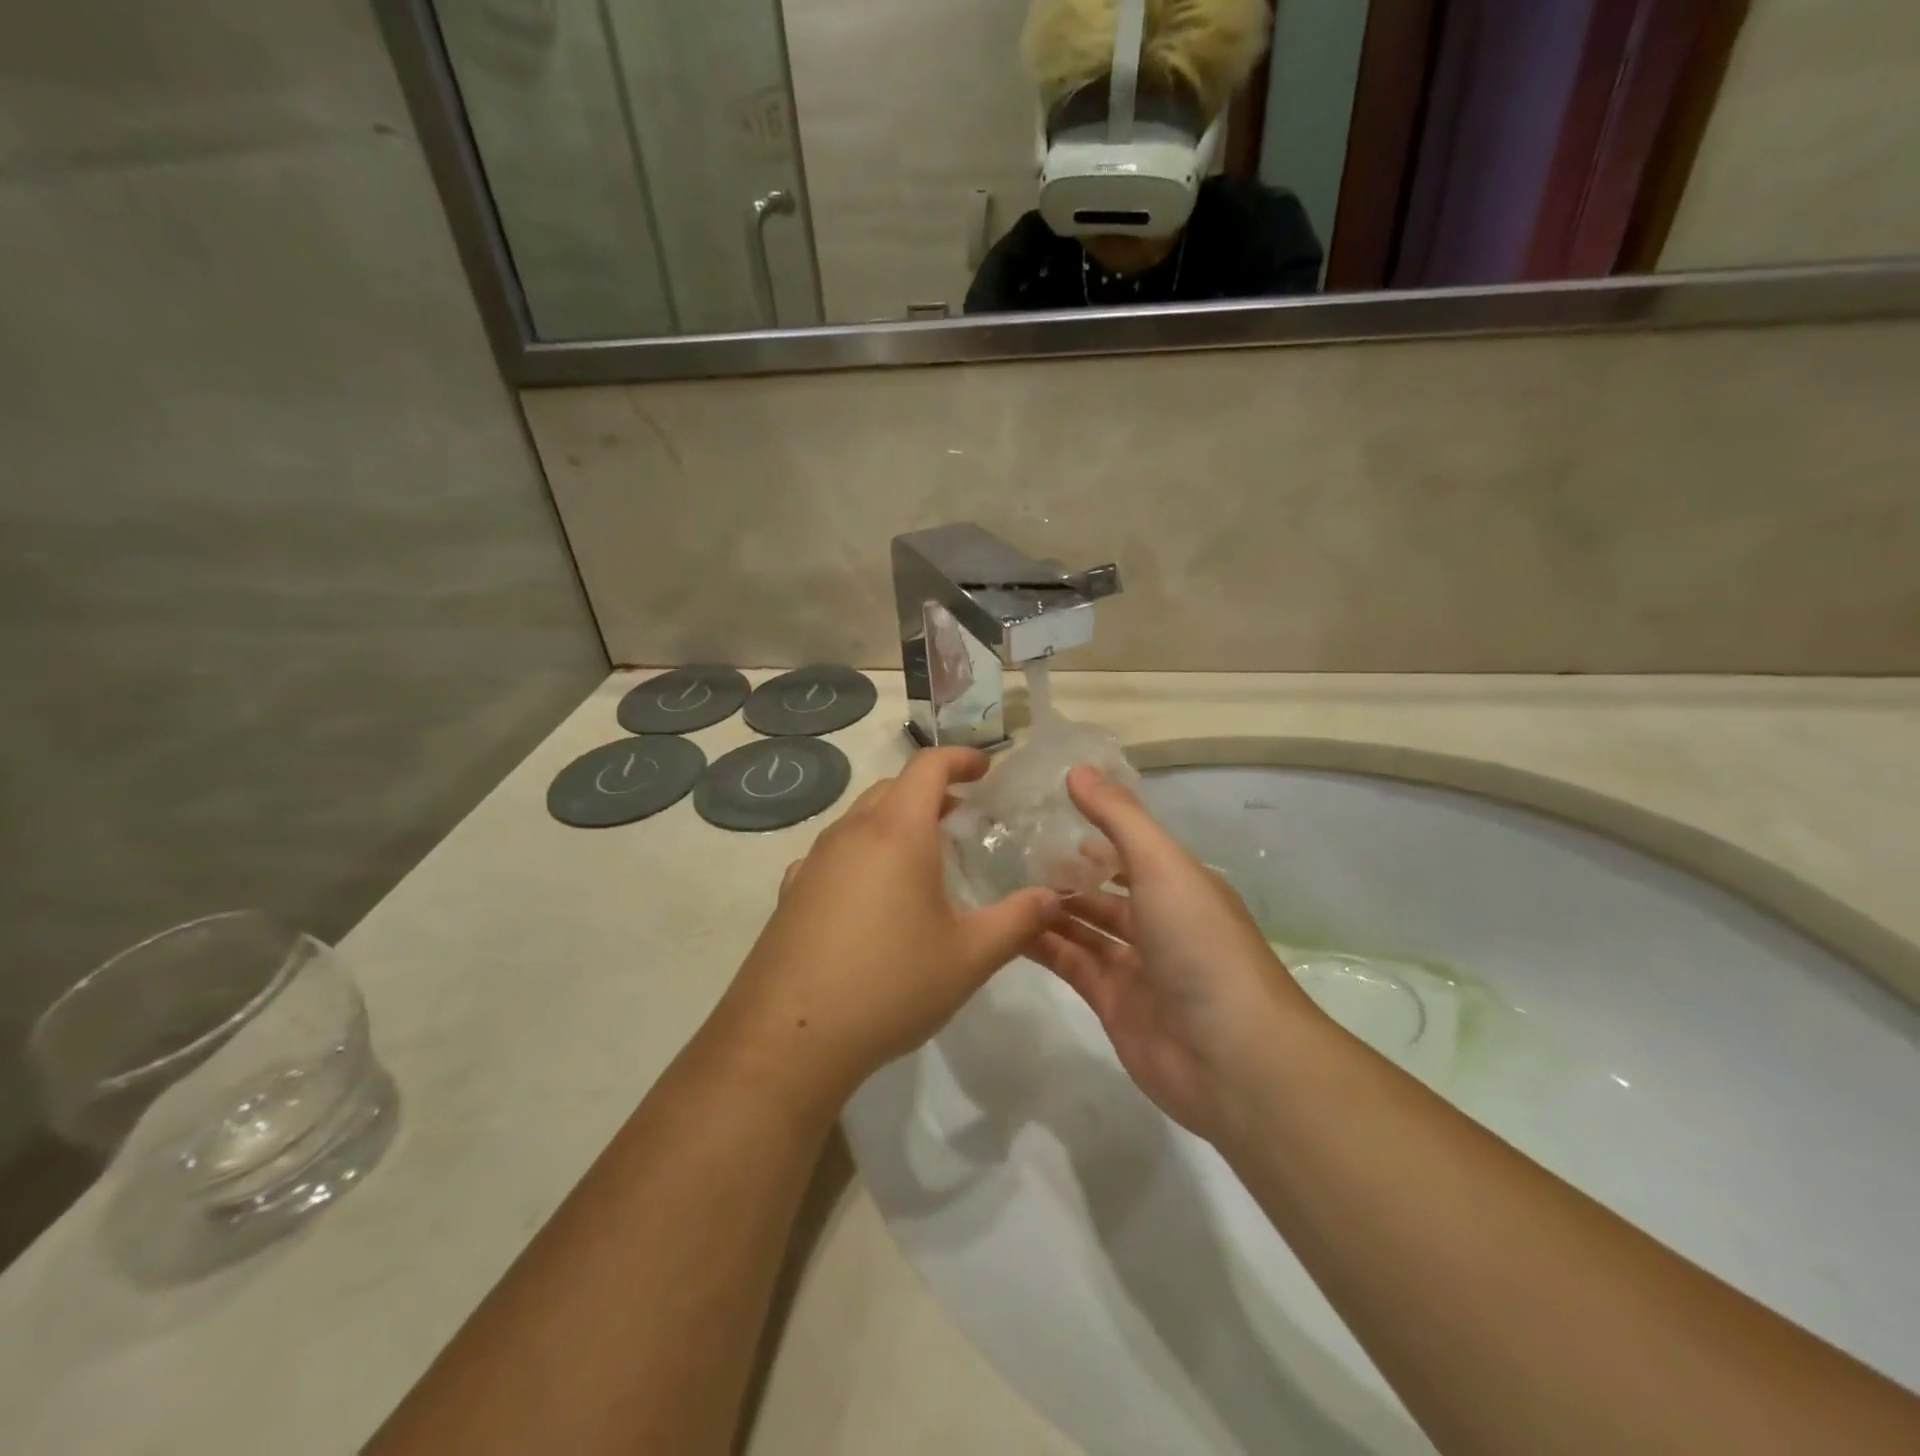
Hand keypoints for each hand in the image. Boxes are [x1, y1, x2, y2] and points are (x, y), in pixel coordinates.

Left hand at [717, 747, 1064, 1099]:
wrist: (790, 1038)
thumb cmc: (891, 985)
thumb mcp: (969, 957)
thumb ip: (1018, 921)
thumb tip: (1053, 898)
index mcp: (898, 832)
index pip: (928, 767)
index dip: (961, 758)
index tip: (986, 768)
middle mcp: (851, 833)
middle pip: (892, 788)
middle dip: (929, 790)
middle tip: (961, 816)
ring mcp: (814, 862)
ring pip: (859, 818)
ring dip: (894, 820)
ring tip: (920, 856)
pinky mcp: (791, 893)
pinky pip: (833, 853)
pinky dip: (861, 852)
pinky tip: (870, 893)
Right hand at [1027, 767, 1315, 1141]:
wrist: (1232, 1057)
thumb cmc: (1200, 943)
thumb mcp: (1162, 865)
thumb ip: (1118, 817)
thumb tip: (1076, 769)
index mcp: (1179, 885)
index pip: (1129, 850)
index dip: (1092, 832)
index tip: (1043, 813)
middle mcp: (1159, 921)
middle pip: (1104, 891)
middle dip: (1065, 873)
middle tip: (1009, 851)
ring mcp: (1135, 966)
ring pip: (1083, 928)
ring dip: (1048, 908)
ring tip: (998, 883)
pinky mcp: (1111, 1004)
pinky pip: (1071, 964)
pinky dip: (1043, 946)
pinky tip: (1005, 926)